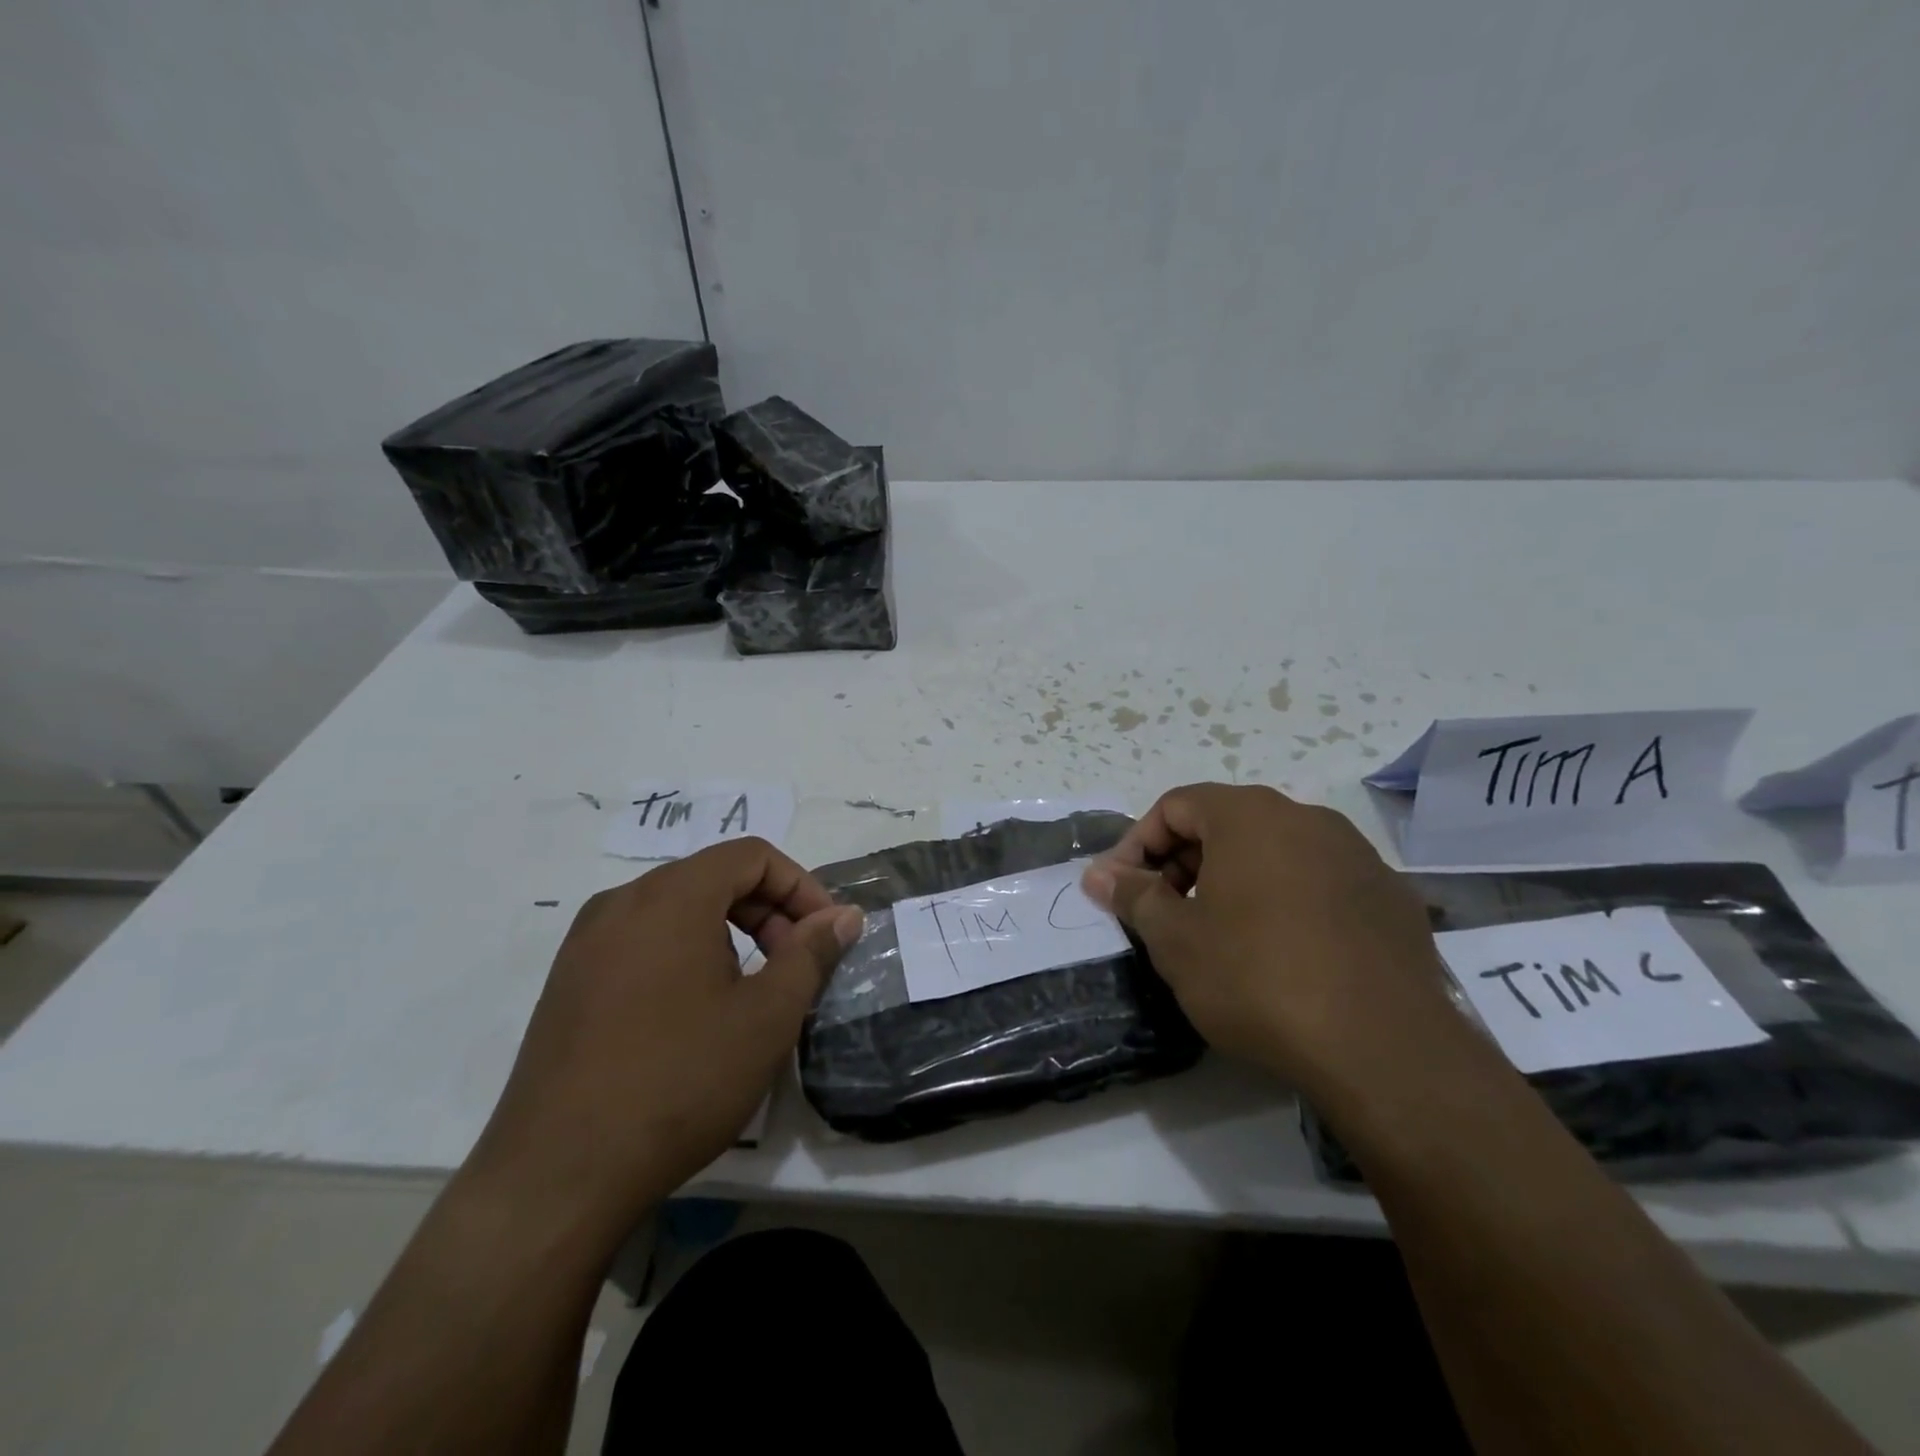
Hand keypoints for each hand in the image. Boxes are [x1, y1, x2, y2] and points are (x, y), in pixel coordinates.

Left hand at [467, 838, 862, 1243]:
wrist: (558, 1175)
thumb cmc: (680, 1080)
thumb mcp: (767, 1016)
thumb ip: (811, 953)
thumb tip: (843, 915)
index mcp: (670, 896)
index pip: (752, 855)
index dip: (801, 886)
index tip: (825, 934)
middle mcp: (621, 902)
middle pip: (713, 877)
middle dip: (768, 911)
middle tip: (794, 965)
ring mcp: (586, 943)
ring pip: (677, 910)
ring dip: (728, 934)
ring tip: (750, 993)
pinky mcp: (567, 982)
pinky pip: (642, 942)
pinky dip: (686, 954)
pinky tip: (695, 1014)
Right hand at [1082, 784, 1466, 1100]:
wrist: (1385, 1049)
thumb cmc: (1258, 979)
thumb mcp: (1176, 941)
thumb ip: (1134, 896)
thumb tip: (1098, 873)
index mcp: (1249, 815)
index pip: (1175, 805)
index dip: (1137, 844)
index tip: (1121, 889)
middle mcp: (1306, 818)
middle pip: (1225, 822)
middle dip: (1183, 862)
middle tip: (1164, 914)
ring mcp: (1357, 855)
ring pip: (1274, 851)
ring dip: (1234, 881)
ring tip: (1219, 935)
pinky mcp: (1390, 896)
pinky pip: (1319, 881)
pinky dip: (1285, 900)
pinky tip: (1283, 953)